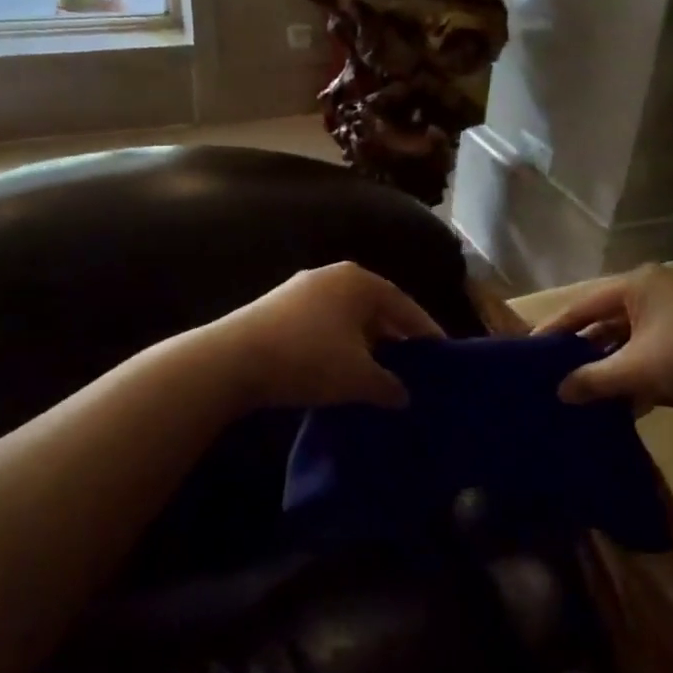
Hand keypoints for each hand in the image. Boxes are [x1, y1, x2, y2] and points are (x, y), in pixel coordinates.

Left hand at [211, 262, 442, 409]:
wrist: (231, 361)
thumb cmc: (309, 359)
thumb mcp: (359, 377)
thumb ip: (390, 385)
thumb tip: (404, 396)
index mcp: (360, 282)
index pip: (405, 306)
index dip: (426, 332)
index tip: (441, 355)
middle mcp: (332, 276)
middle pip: (376, 309)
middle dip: (394, 338)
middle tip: (412, 366)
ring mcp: (300, 290)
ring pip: (347, 318)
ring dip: (365, 344)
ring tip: (378, 372)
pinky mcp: (276, 308)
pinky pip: (323, 325)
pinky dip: (338, 346)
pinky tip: (339, 370)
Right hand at [534, 264, 672, 420]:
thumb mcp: (636, 370)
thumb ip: (592, 380)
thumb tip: (560, 393)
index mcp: (638, 284)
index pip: (583, 304)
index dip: (555, 328)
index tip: (530, 351)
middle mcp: (657, 290)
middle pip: (607, 320)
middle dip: (584, 350)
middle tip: (555, 374)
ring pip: (632, 339)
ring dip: (612, 366)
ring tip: (586, 393)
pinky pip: (655, 351)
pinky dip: (639, 373)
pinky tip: (627, 404)